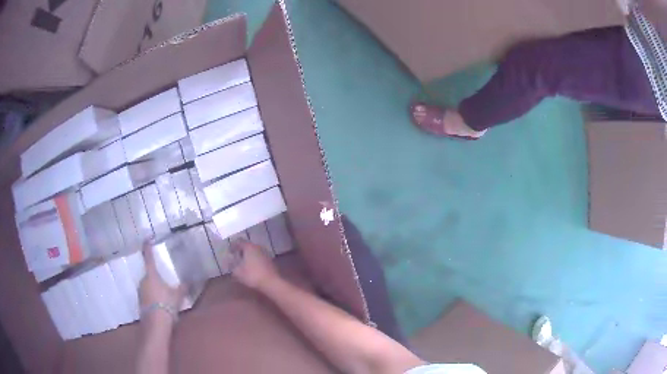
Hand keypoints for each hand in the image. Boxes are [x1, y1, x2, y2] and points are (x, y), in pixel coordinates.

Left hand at [139, 242, 185, 326]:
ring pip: (148, 286)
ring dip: (154, 288)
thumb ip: (182, 288)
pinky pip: (147, 295)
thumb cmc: (166, 305)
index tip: (146, 239)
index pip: (148, 258)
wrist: (156, 323)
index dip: (147, 248)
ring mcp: (140, 292)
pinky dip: (152, 297)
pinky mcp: (140, 302)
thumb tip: (189, 281)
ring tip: (164, 297)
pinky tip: (160, 305)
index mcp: (151, 275)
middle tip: (165, 282)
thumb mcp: (177, 296)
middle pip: (149, 275)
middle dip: (156, 277)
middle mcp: (143, 280)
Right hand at [230, 239, 279, 290]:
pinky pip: (259, 257)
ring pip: (254, 251)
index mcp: (249, 247)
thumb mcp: (237, 272)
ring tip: (243, 262)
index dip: (233, 245)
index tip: (229, 251)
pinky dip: (254, 260)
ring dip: (248, 255)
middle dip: (241, 250)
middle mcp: (258, 247)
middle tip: (235, 256)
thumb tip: (229, 261)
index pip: (239, 241)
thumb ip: (232, 265)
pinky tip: (252, 267)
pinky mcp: (270, 261)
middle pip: (248, 245)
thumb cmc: (252, 275)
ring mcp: (265, 254)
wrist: (271, 282)